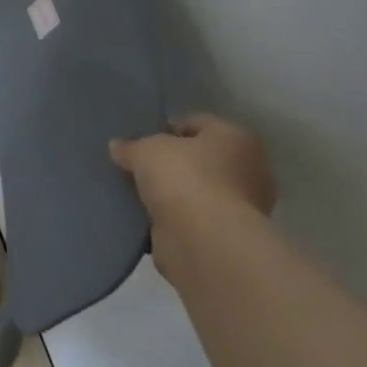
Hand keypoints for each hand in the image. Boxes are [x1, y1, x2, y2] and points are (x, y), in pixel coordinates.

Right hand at [110, 115, 275, 284]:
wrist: (204, 243)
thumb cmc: (185, 177)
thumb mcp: (147, 149)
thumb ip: (132, 146)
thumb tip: (118, 147)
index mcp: (237, 138)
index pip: (198, 124)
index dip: (169, 129)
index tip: (144, 139)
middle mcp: (249, 171)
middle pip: (201, 160)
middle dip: (174, 164)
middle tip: (142, 167)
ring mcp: (242, 210)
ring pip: (198, 192)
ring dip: (175, 195)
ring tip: (140, 194)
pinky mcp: (227, 240)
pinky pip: (194, 220)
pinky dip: (175, 220)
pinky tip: (148, 218)